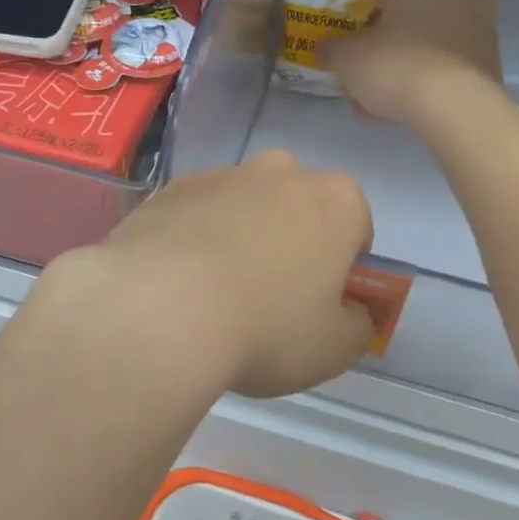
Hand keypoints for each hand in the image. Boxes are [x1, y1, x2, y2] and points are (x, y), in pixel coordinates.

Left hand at [46, 151, 376, 399]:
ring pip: (245, 207)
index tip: (320, 302)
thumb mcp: (335, 348)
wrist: (160, 310)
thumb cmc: (266, 327)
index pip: (356, 227)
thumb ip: (358, 326)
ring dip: (241, 238)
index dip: (343, 267)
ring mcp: (222, 174)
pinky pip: (198, 214)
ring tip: (217, 295)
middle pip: (299, 208)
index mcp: (336, 200)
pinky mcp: (170, 188)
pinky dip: (196, 239)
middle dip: (292, 243)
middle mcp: (282, 172)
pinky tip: (179, 284)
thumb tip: (351, 313)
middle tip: (271, 298)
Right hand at [319, 0, 501, 129]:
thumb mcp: (349, 57)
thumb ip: (334, 49)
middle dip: (411, 22)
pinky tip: (412, 106)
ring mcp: (487, 27)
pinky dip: (437, 80)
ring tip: (391, 90)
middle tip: (383, 50)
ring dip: (422, 55)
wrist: (452, 106)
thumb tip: (323, 49)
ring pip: (445, 36)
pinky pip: (457, 66)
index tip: (380, 9)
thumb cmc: (397, 61)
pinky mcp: (494, 64)